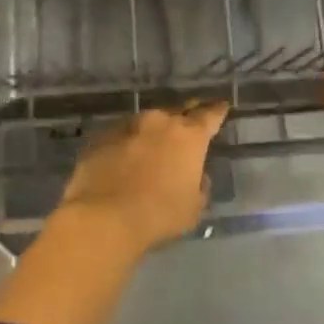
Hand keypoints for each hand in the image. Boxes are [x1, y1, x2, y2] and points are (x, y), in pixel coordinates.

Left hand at [58, 101, 228, 255]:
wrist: (104, 217)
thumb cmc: (159, 214)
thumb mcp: (194, 207)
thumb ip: (200, 185)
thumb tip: (197, 176)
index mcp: (189, 136)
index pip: (210, 115)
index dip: (218, 110)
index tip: (222, 106)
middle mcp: (160, 122)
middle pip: (178, 110)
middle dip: (187, 113)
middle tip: (191, 117)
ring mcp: (127, 126)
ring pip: (148, 120)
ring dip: (154, 128)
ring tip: (155, 140)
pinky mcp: (101, 137)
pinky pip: (121, 134)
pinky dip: (128, 141)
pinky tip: (125, 154)